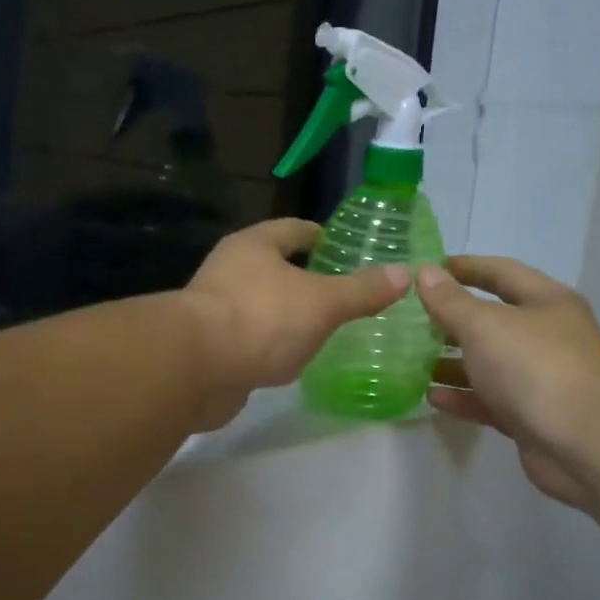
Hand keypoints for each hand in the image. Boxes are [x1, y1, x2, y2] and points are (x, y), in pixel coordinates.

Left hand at [183, 219, 410, 429]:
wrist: (195, 370)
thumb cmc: (261, 320)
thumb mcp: (322, 302)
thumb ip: (361, 291)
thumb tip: (404, 273)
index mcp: (254, 246)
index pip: (294, 229)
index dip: (321, 236)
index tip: (347, 249)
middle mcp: (230, 271)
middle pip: (275, 268)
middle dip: (308, 279)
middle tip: (345, 294)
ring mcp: (217, 311)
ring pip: (264, 306)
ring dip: (290, 316)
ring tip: (327, 329)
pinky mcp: (212, 348)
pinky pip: (252, 340)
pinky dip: (274, 347)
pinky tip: (296, 361)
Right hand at [417, 257, 599, 509]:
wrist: (583, 441)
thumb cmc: (535, 366)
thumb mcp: (485, 325)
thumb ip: (451, 302)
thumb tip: (426, 273)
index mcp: (545, 302)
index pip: (501, 273)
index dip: (465, 268)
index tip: (428, 269)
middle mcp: (546, 337)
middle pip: (493, 321)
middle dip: (451, 321)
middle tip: (409, 321)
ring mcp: (539, 380)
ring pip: (488, 365)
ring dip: (452, 363)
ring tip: (410, 361)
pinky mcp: (529, 418)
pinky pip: (489, 401)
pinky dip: (462, 398)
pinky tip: (431, 397)